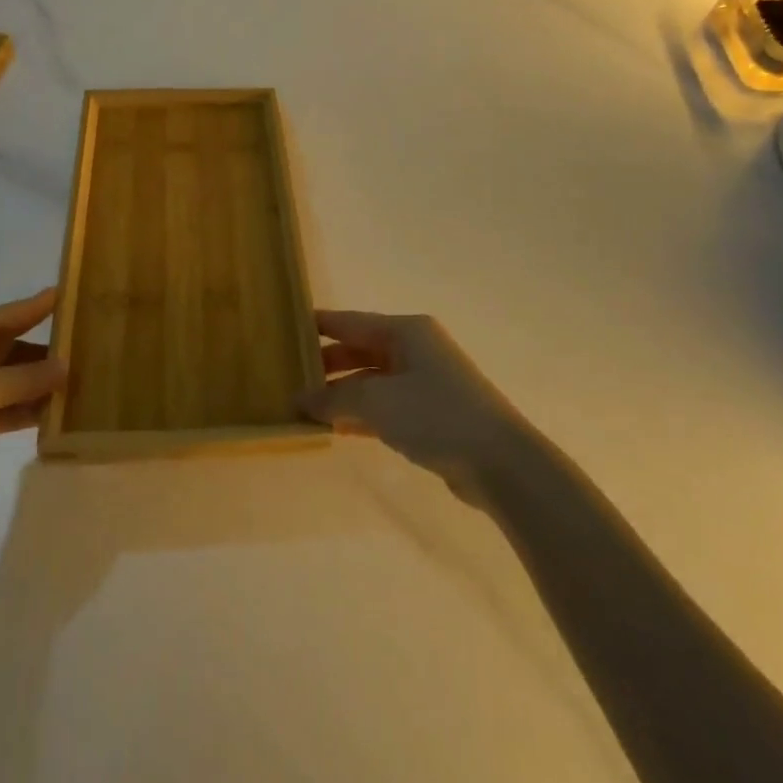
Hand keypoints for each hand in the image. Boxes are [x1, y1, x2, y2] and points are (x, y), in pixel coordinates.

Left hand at [0, 288, 65, 519]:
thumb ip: (28, 378)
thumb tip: (66, 365)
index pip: (10, 313)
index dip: (40, 305)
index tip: (72, 294)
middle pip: (9, 346)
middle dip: (44, 352)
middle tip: (87, 353)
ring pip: (4, 380)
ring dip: (34, 386)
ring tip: (77, 388)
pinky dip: (18, 412)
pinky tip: (48, 418)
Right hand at [298, 311, 534, 492]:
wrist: (500, 462)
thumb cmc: (435, 414)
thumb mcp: (377, 401)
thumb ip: (334, 397)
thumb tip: (300, 398)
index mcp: (405, 331)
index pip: (349, 321)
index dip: (316, 326)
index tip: (282, 331)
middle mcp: (415, 349)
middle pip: (359, 350)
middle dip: (325, 364)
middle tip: (286, 377)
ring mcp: (424, 382)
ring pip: (370, 380)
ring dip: (340, 393)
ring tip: (302, 406)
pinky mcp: (430, 413)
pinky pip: (384, 406)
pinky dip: (360, 414)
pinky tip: (334, 428)